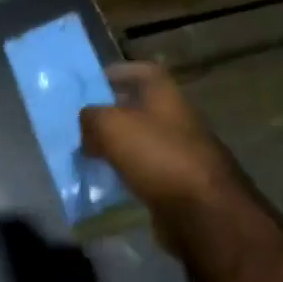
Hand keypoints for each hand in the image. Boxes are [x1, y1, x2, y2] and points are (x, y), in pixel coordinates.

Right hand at [79, 61, 247, 249]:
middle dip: (110, 113)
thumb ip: (91, 117)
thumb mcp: (112, 126)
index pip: (143, 71)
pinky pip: (144, 170)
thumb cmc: (157, 156)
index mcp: (166, 96)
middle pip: (140, 108)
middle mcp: (176, 119)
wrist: (201, 210)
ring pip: (140, 141)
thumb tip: (87, 126)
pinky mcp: (177, 182)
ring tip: (86, 154)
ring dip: (115, 146)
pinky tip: (106, 181)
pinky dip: (125, 173)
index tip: (91, 84)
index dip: (118, 72)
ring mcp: (179, 152)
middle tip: (80, 124)